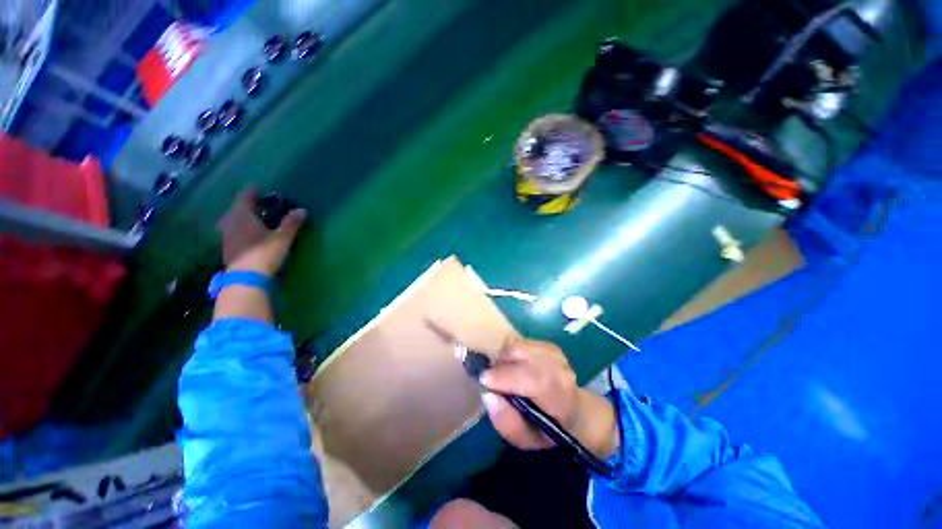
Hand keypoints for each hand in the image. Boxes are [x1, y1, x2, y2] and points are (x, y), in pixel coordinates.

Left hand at [216, 186, 306, 276]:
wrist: (245, 278)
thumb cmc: (264, 253)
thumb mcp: (282, 238)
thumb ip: (291, 223)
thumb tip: (302, 210)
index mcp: (242, 216)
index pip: (244, 198)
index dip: (251, 191)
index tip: (257, 186)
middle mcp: (230, 223)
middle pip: (235, 209)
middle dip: (245, 204)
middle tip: (255, 203)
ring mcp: (226, 236)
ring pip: (232, 221)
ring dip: (241, 217)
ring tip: (251, 218)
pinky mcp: (228, 248)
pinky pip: (232, 231)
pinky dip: (239, 228)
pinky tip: (247, 234)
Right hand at [480, 338, 619, 458]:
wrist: (573, 410)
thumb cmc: (546, 428)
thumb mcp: (526, 439)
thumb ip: (507, 423)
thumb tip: (489, 396)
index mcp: (561, 399)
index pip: (535, 380)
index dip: (507, 376)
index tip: (485, 380)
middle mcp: (561, 371)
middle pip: (522, 355)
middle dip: (500, 365)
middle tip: (493, 380)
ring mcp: (555, 354)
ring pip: (518, 345)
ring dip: (504, 358)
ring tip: (505, 374)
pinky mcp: (548, 344)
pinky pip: (519, 342)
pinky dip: (510, 352)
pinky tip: (515, 366)